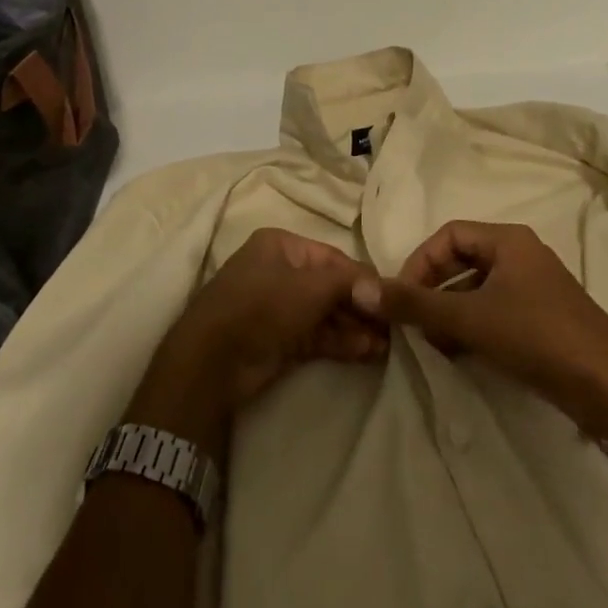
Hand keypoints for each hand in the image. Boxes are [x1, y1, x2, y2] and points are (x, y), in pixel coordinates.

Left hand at [134, 229, 386, 443]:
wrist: (213, 362)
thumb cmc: (262, 306)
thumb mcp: (311, 287)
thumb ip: (349, 284)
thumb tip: (383, 288)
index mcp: (281, 246)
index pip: (332, 258)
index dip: (363, 278)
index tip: (392, 297)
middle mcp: (280, 272)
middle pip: (331, 287)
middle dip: (362, 307)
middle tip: (394, 326)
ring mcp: (278, 308)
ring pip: (326, 313)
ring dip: (356, 327)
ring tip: (388, 344)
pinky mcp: (279, 339)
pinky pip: (317, 335)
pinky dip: (341, 342)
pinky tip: (368, 352)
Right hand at [355, 220, 607, 439]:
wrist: (607, 386)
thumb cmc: (535, 337)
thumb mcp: (468, 319)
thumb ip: (415, 304)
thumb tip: (363, 289)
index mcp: (508, 240)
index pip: (449, 234)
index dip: (420, 261)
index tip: (402, 296)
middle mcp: (522, 255)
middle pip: (463, 259)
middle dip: (433, 289)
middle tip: (414, 320)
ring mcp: (535, 287)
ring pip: (478, 288)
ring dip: (450, 311)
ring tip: (434, 342)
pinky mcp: (543, 317)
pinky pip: (496, 310)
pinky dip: (472, 325)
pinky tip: (460, 353)